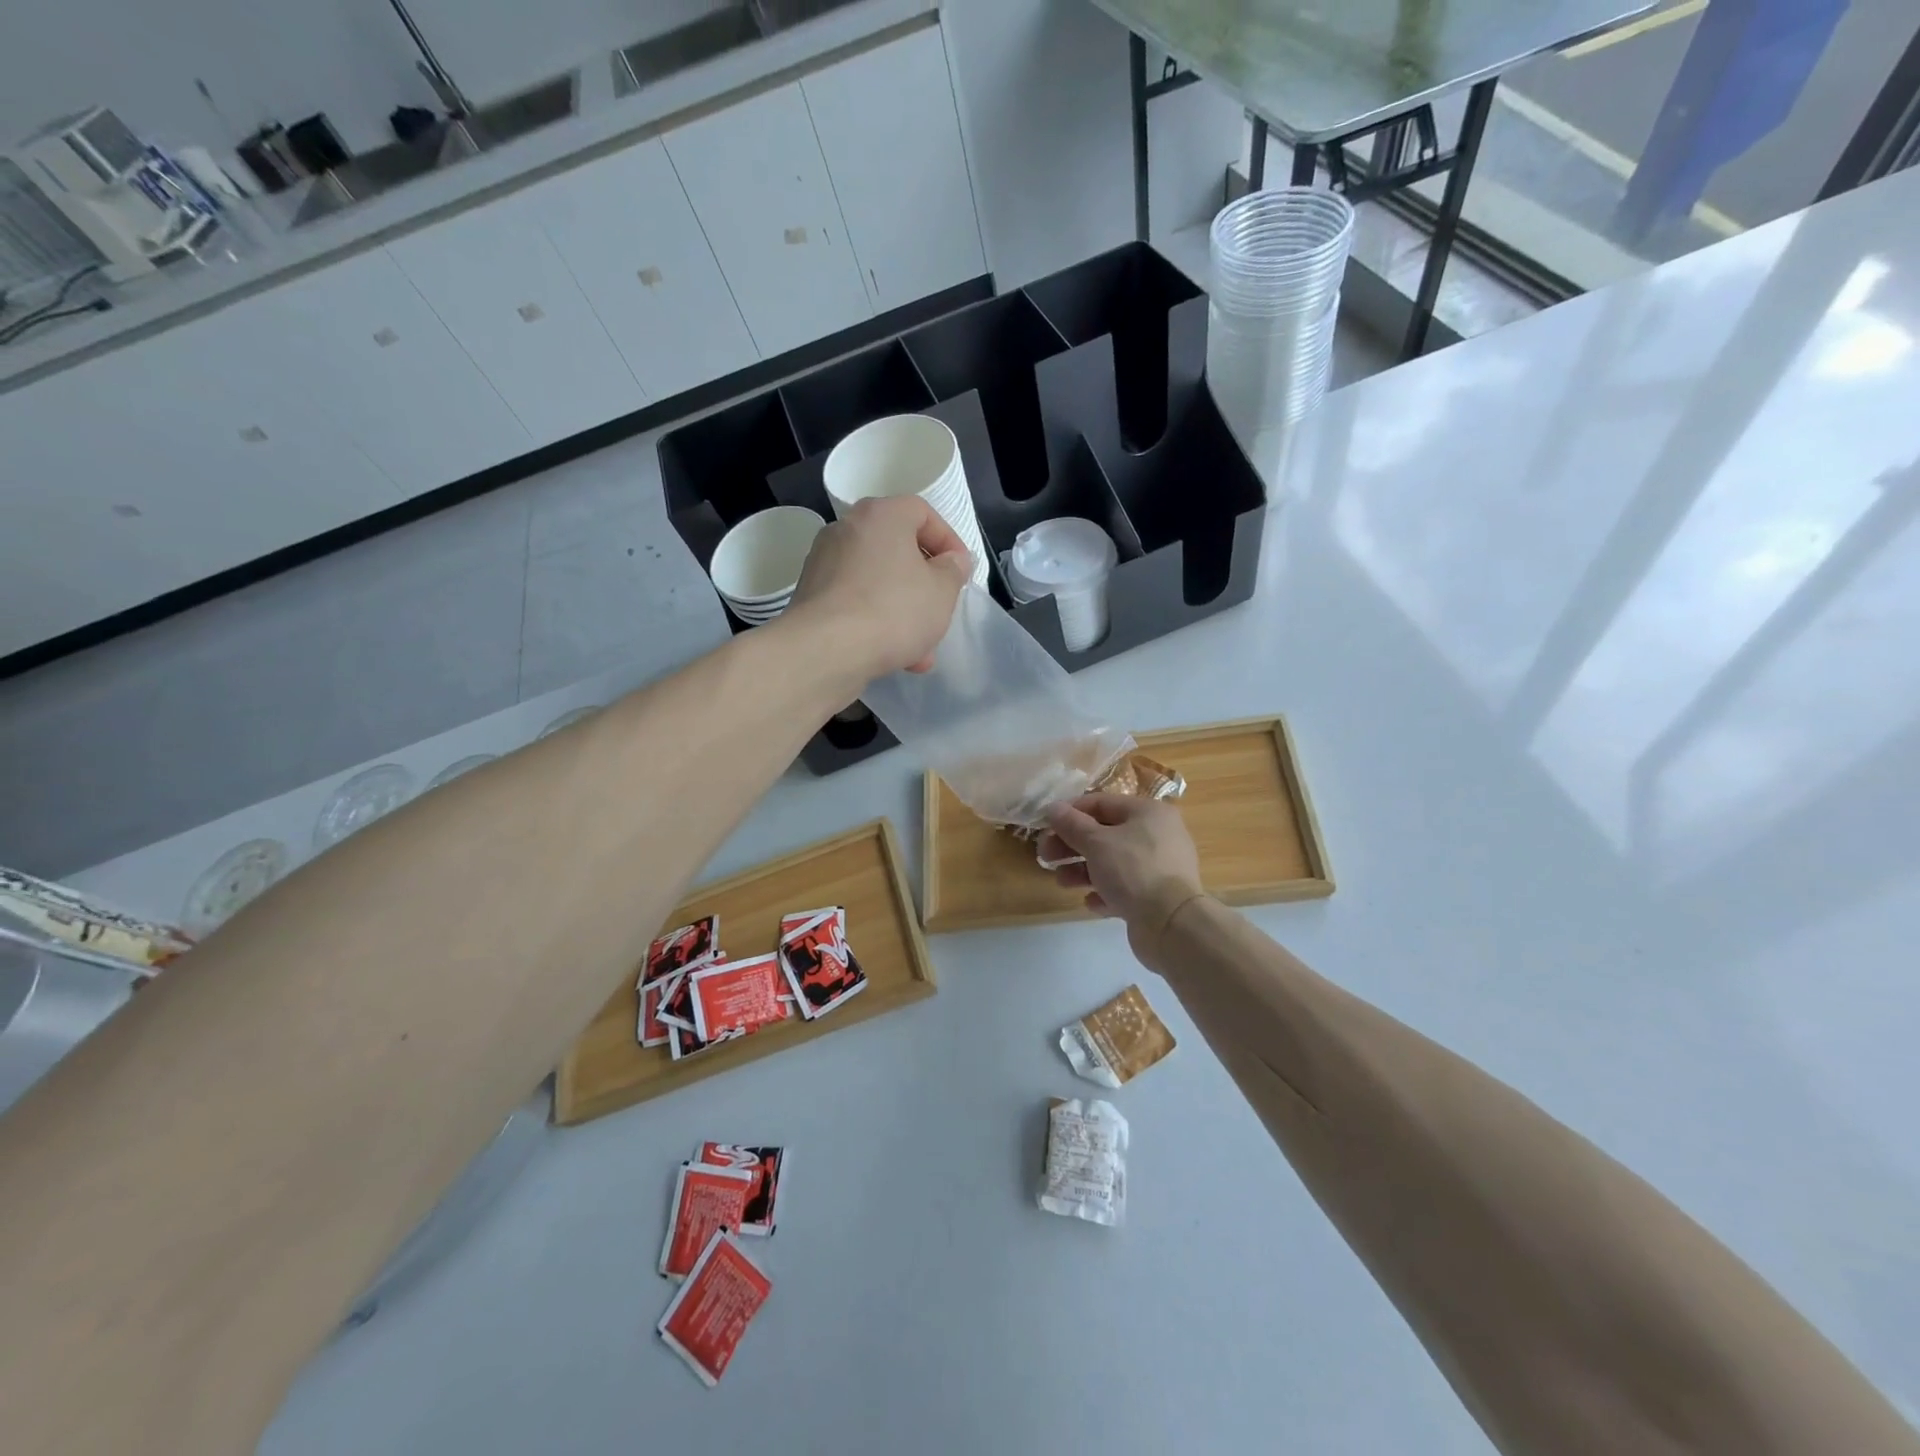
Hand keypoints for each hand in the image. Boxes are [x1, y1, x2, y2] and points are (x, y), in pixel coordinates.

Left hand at [786, 496, 970, 679]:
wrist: (826, 650)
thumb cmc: (893, 610)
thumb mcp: (941, 591)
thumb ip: (953, 571)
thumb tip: (951, 561)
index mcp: (881, 515)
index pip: (922, 513)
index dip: (948, 541)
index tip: (960, 572)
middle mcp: (846, 529)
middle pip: (897, 550)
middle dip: (924, 585)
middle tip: (940, 610)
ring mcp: (824, 563)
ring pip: (876, 581)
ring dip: (902, 611)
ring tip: (921, 649)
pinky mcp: (811, 596)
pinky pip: (855, 602)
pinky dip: (875, 622)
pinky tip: (893, 656)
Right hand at [1037, 794, 1205, 966]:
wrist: (1172, 924)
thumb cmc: (1133, 871)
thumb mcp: (1096, 843)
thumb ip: (1071, 824)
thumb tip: (1053, 808)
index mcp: (1148, 812)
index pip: (1101, 802)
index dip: (1070, 812)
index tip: (1045, 826)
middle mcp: (1158, 834)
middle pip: (1105, 833)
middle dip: (1072, 845)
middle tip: (1045, 856)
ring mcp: (1160, 866)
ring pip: (1112, 862)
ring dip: (1083, 870)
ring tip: (1063, 882)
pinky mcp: (1158, 896)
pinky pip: (1125, 887)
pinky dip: (1105, 891)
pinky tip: (1092, 901)